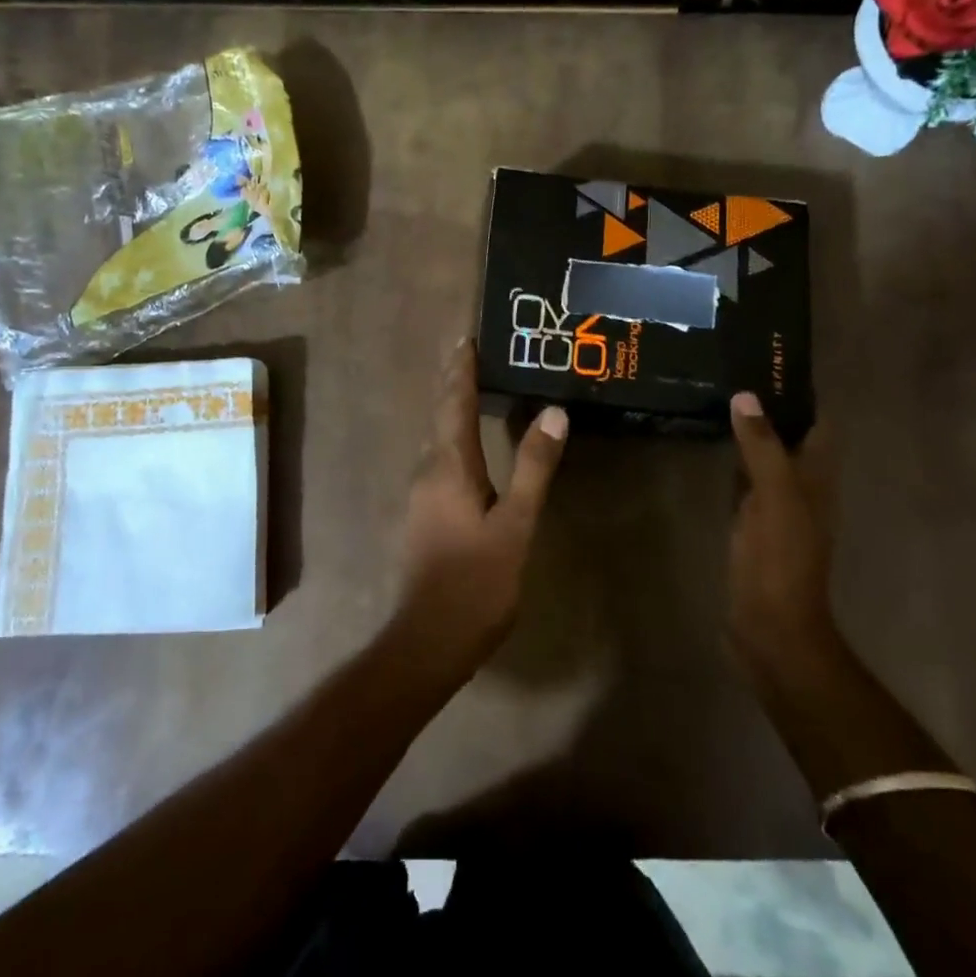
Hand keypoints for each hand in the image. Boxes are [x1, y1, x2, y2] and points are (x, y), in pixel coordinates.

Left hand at [391, 342, 567, 684]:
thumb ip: (533, 467)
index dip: (461, 370)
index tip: (467, 338)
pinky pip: (438, 460)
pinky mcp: (424, 514)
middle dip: (454, 382)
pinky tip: (467, 447)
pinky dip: (453, 437)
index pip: (454, 403)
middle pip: (440, 415)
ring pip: (437, 438)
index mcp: (448, 466)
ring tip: (471, 388)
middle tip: (470, 353)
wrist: (429, 638)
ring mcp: (422, 494)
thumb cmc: (476, 580)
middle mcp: (428, 470)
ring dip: (451, 409)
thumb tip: (554, 412)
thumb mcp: (515, 524)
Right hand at [728, 393, 839, 682]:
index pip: (817, 424)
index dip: (800, 394)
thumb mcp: (774, 498)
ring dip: (751, 434)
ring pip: (767, 459)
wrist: (770, 628)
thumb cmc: (780, 561)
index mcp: (816, 480)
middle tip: (733, 374)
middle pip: (791, 438)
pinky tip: (711, 450)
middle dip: (769, 408)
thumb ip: (762, 448)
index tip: (768, 363)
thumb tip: (747, 396)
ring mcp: (777, 510)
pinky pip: (745, 483)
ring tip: (719, 400)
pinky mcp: (753, 527)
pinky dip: (734, 463)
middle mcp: (801, 490)